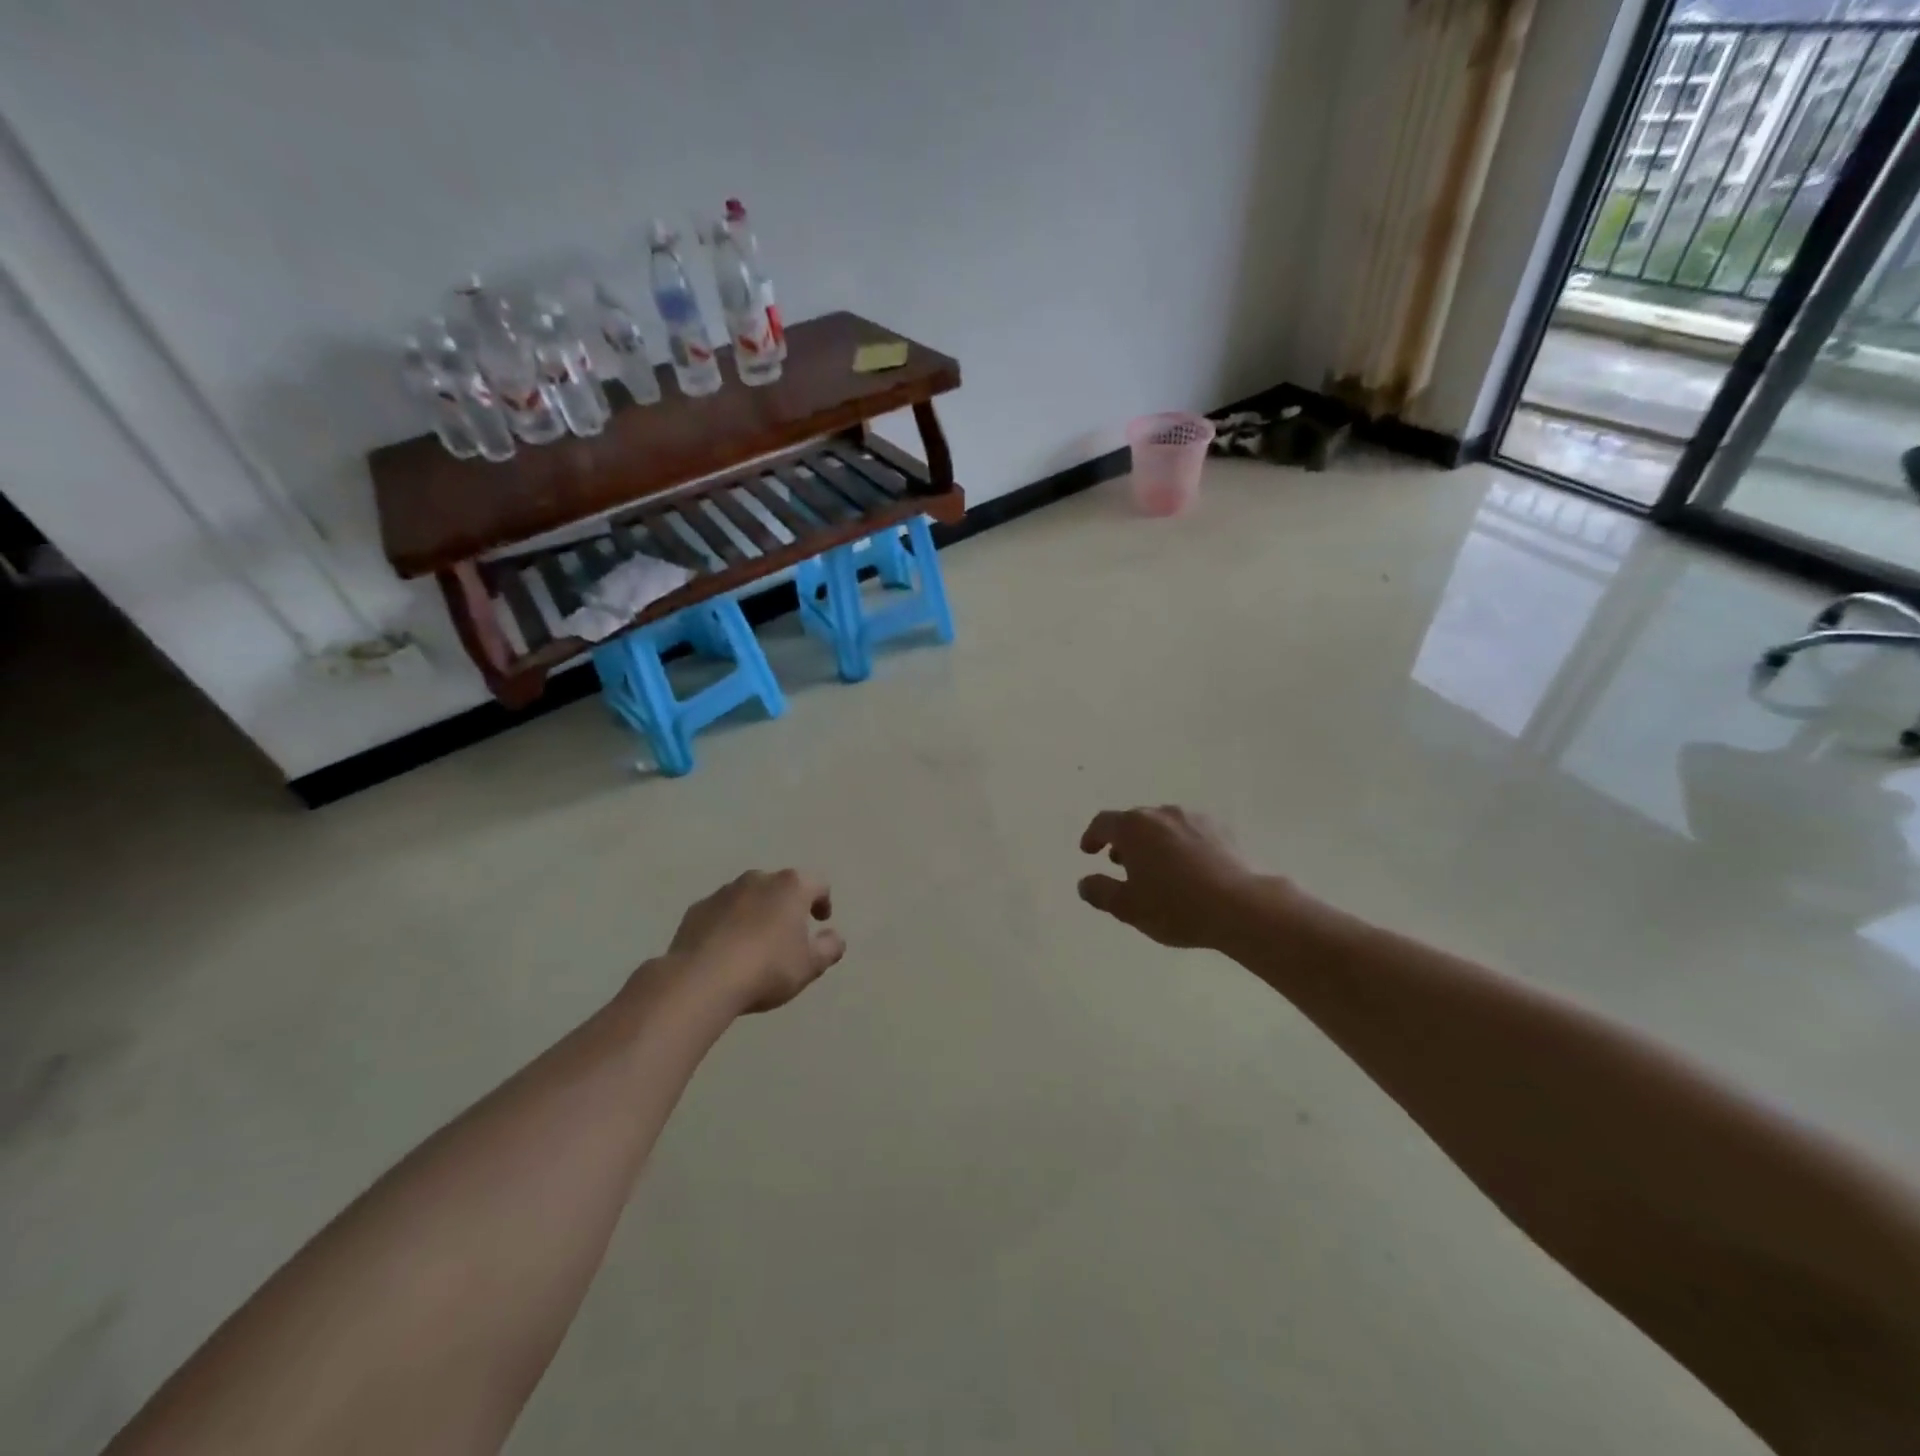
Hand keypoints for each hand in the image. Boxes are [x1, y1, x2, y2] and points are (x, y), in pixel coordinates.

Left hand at [666, 869, 845, 1012]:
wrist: (701, 980)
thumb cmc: (767, 968)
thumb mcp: (810, 966)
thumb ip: (830, 948)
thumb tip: (834, 937)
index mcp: (791, 886)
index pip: (817, 884)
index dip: (823, 901)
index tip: (820, 921)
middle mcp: (758, 879)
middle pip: (780, 887)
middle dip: (786, 906)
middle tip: (788, 934)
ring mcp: (724, 892)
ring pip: (748, 897)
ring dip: (756, 913)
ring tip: (755, 944)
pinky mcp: (696, 909)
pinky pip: (721, 912)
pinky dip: (728, 924)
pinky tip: (725, 951)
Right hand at [1077, 806, 1263, 949]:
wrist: (1241, 906)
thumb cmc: (1176, 907)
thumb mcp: (1128, 908)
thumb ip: (1100, 892)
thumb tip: (1085, 882)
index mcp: (1133, 828)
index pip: (1103, 823)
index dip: (1092, 836)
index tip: (1089, 852)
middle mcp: (1161, 814)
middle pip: (1134, 821)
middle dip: (1123, 840)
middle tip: (1121, 863)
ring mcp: (1194, 818)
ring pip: (1163, 825)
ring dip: (1152, 842)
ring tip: (1155, 867)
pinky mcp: (1221, 829)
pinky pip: (1189, 832)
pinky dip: (1179, 845)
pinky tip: (1187, 868)